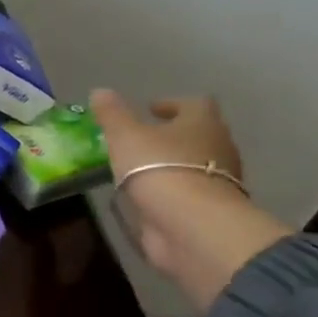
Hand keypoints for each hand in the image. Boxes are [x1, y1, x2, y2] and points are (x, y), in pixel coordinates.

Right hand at [90, 90, 293, 310]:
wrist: (190, 224)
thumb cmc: (159, 168)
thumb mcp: (126, 136)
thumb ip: (112, 114)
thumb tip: (100, 91)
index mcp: (202, 123)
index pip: (194, 104)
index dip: (172, 104)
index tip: (151, 109)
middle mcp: (218, 147)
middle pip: (198, 134)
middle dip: (173, 135)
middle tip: (143, 139)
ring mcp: (218, 180)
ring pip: (195, 163)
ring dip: (172, 163)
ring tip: (140, 169)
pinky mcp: (208, 209)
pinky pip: (189, 191)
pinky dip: (172, 190)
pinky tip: (149, 196)